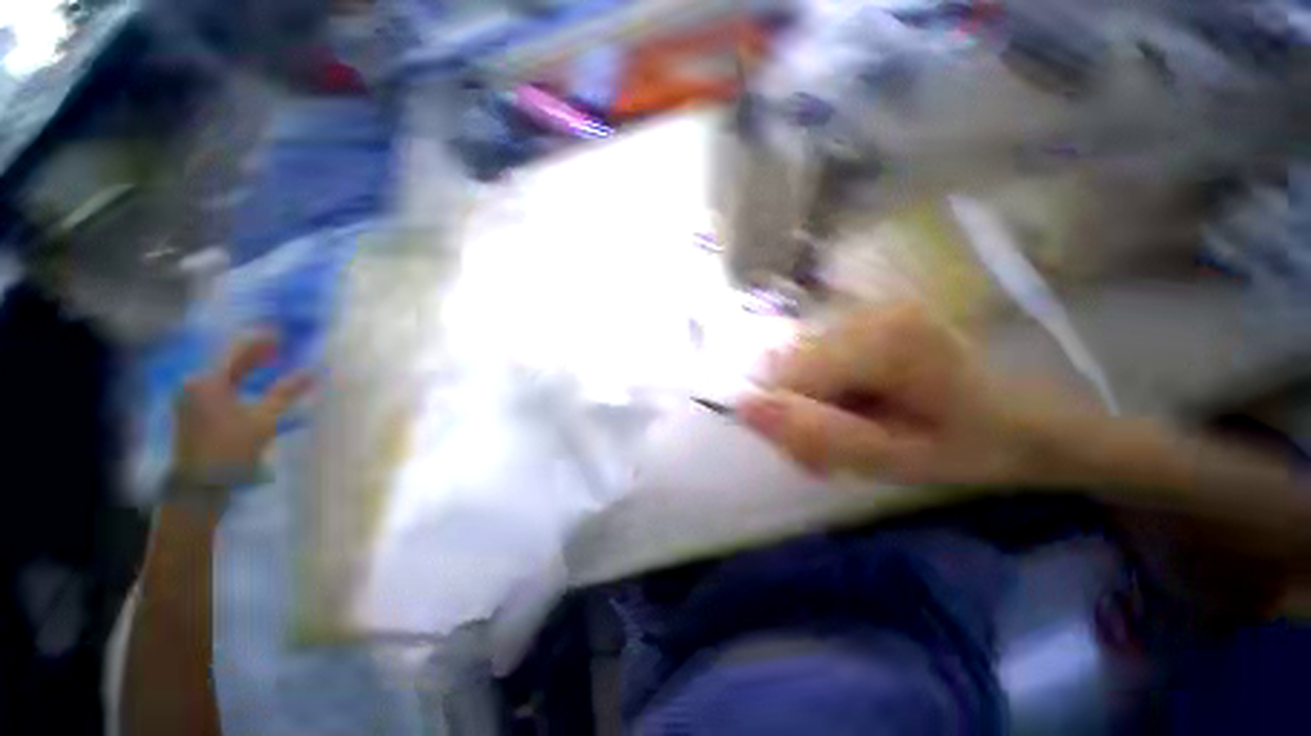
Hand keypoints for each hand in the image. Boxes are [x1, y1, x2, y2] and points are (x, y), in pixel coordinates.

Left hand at [171, 333, 312, 492]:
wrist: (200, 484)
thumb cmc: (232, 449)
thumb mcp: (264, 420)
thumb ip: (286, 392)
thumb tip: (312, 373)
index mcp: (209, 382)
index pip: (237, 351)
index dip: (261, 341)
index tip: (282, 333)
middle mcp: (195, 384)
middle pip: (228, 361)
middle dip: (255, 353)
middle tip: (280, 345)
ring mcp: (190, 397)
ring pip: (223, 373)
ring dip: (247, 366)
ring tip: (271, 361)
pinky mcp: (192, 409)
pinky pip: (218, 385)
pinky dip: (238, 380)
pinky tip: (252, 382)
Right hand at [736, 305, 1045, 485]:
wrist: (1027, 417)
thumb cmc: (973, 447)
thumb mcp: (893, 459)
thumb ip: (816, 435)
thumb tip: (742, 408)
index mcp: (882, 342)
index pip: (788, 380)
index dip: (790, 423)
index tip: (816, 461)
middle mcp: (866, 313)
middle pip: (789, 369)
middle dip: (800, 414)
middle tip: (836, 453)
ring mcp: (866, 310)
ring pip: (797, 364)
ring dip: (810, 404)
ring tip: (851, 431)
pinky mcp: (864, 318)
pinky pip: (814, 358)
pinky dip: (822, 390)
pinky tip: (854, 408)